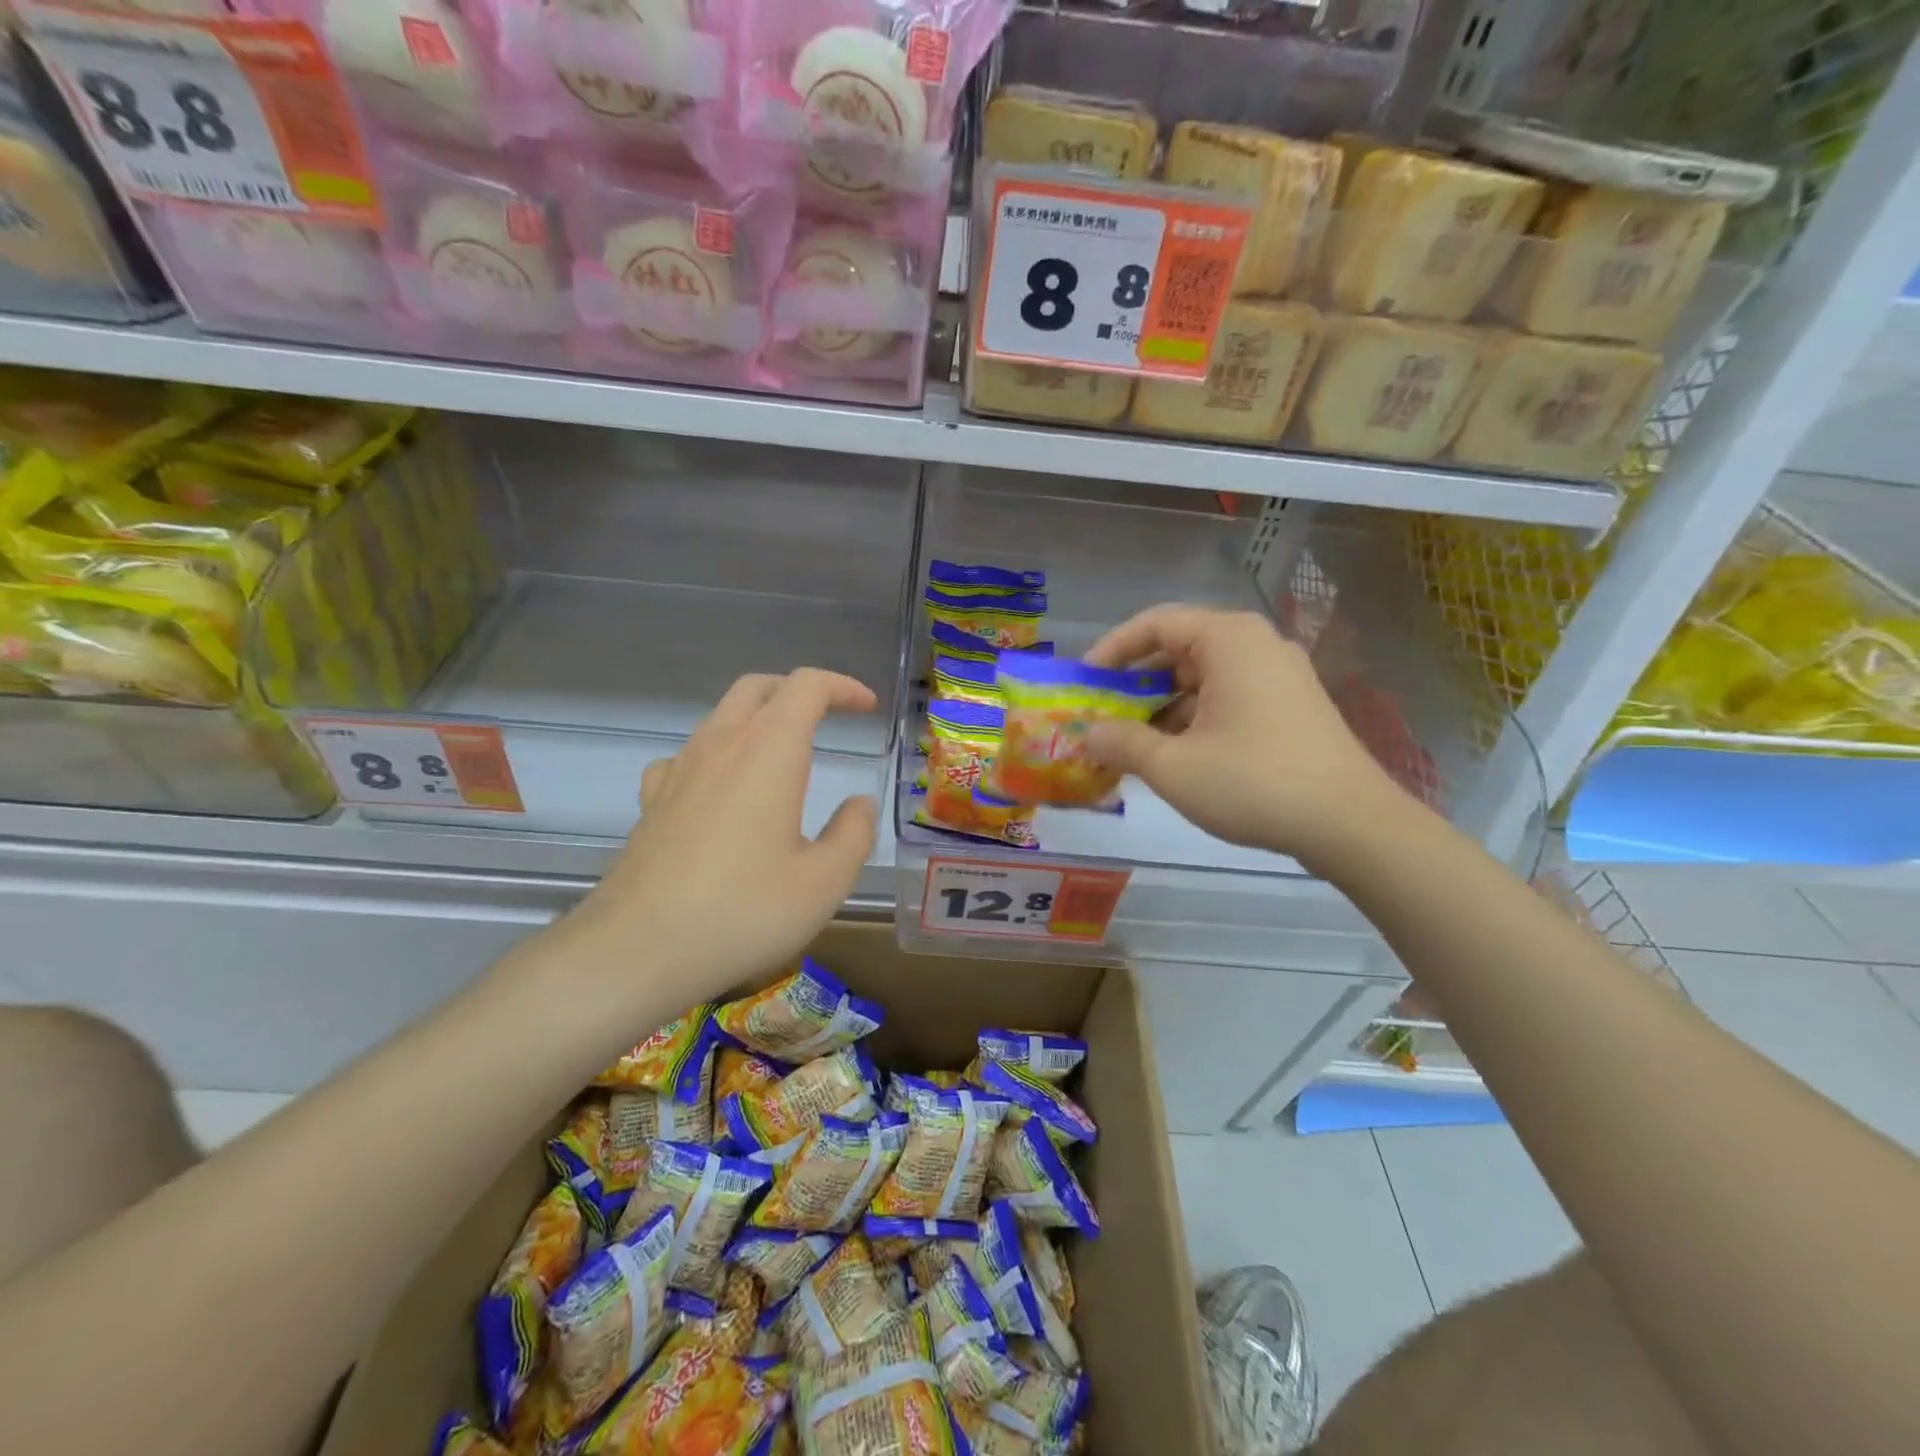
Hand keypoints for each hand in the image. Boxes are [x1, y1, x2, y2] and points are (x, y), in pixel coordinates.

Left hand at [561, 668, 878, 1007]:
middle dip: (799, 690)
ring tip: (783, 755)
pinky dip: (717, 754)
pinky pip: (688, 755)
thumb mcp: (824, 882)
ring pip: (721, 716)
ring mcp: (679, 770)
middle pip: (758, 687)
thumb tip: (859, 803)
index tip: (867, 707)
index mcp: (769, 751)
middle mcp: (721, 745)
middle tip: (829, 716)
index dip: (842, 687)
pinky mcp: (651, 800)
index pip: (807, 686)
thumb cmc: (743, 912)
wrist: (636, 951)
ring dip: (759, 718)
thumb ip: (853, 833)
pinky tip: (721, 789)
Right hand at [1083, 605, 1408, 860]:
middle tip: (1104, 715)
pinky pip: (1229, 697)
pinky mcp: (1292, 705)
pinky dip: (1195, 718)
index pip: (1155, 623)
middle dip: (1136, 683)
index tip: (1085, 681)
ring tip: (1133, 744)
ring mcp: (1280, 675)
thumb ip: (1121, 743)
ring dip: (1163, 706)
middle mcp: (1256, 644)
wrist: (1351, 824)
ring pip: (1204, 677)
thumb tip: (1088, 734)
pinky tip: (1177, 756)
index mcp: (1228, 640)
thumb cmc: (1254, 782)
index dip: (1113, 649)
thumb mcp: (1173, 766)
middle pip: (1179, 649)